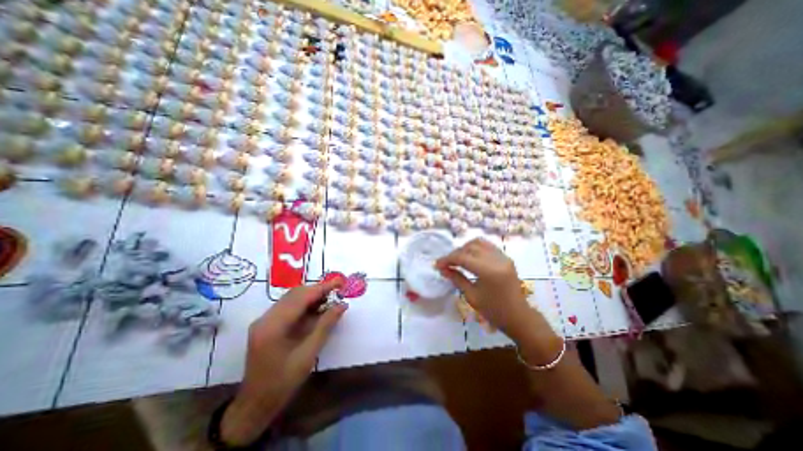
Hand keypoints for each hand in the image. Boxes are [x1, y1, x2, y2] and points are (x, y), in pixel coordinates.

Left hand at [220, 280, 346, 445]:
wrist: (254, 405)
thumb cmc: (282, 383)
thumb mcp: (308, 355)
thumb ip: (325, 326)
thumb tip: (342, 305)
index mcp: (273, 326)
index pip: (301, 298)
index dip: (322, 288)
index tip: (340, 282)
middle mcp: (265, 318)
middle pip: (295, 294)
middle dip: (318, 290)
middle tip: (338, 290)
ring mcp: (264, 320)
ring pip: (292, 298)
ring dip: (312, 295)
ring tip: (331, 298)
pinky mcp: (267, 324)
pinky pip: (289, 306)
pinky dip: (305, 304)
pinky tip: (317, 309)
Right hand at [436, 240, 549, 340]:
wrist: (518, 317)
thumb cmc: (493, 311)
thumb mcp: (471, 296)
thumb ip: (456, 278)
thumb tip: (442, 269)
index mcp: (488, 271)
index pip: (463, 257)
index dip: (447, 259)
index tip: (437, 264)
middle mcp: (497, 260)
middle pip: (470, 247)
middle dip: (455, 253)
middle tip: (446, 263)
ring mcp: (503, 257)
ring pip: (479, 243)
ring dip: (465, 248)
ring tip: (457, 259)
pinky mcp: (506, 258)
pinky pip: (487, 246)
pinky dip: (476, 248)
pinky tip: (470, 257)